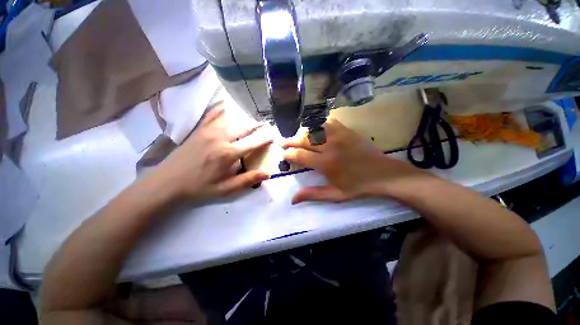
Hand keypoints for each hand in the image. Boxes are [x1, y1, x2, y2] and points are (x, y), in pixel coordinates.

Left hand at [151, 102, 271, 200]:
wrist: (167, 182)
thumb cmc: (199, 187)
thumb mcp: (226, 189)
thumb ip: (247, 180)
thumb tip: (267, 174)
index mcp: (229, 153)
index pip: (253, 142)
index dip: (265, 139)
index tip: (272, 137)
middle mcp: (221, 138)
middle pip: (244, 127)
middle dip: (257, 126)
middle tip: (265, 125)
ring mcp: (208, 131)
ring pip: (231, 119)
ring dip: (243, 119)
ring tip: (251, 120)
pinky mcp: (199, 130)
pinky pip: (212, 115)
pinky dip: (221, 109)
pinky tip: (226, 105)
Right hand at [283, 119, 428, 203]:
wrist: (383, 173)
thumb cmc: (358, 186)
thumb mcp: (334, 195)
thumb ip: (312, 195)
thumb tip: (292, 200)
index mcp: (325, 163)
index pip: (299, 155)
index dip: (288, 154)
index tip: (284, 155)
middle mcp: (329, 146)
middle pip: (303, 138)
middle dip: (290, 141)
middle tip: (285, 144)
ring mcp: (338, 135)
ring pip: (313, 128)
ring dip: (302, 133)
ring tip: (298, 139)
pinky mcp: (346, 130)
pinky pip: (327, 122)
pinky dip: (318, 125)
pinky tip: (316, 131)